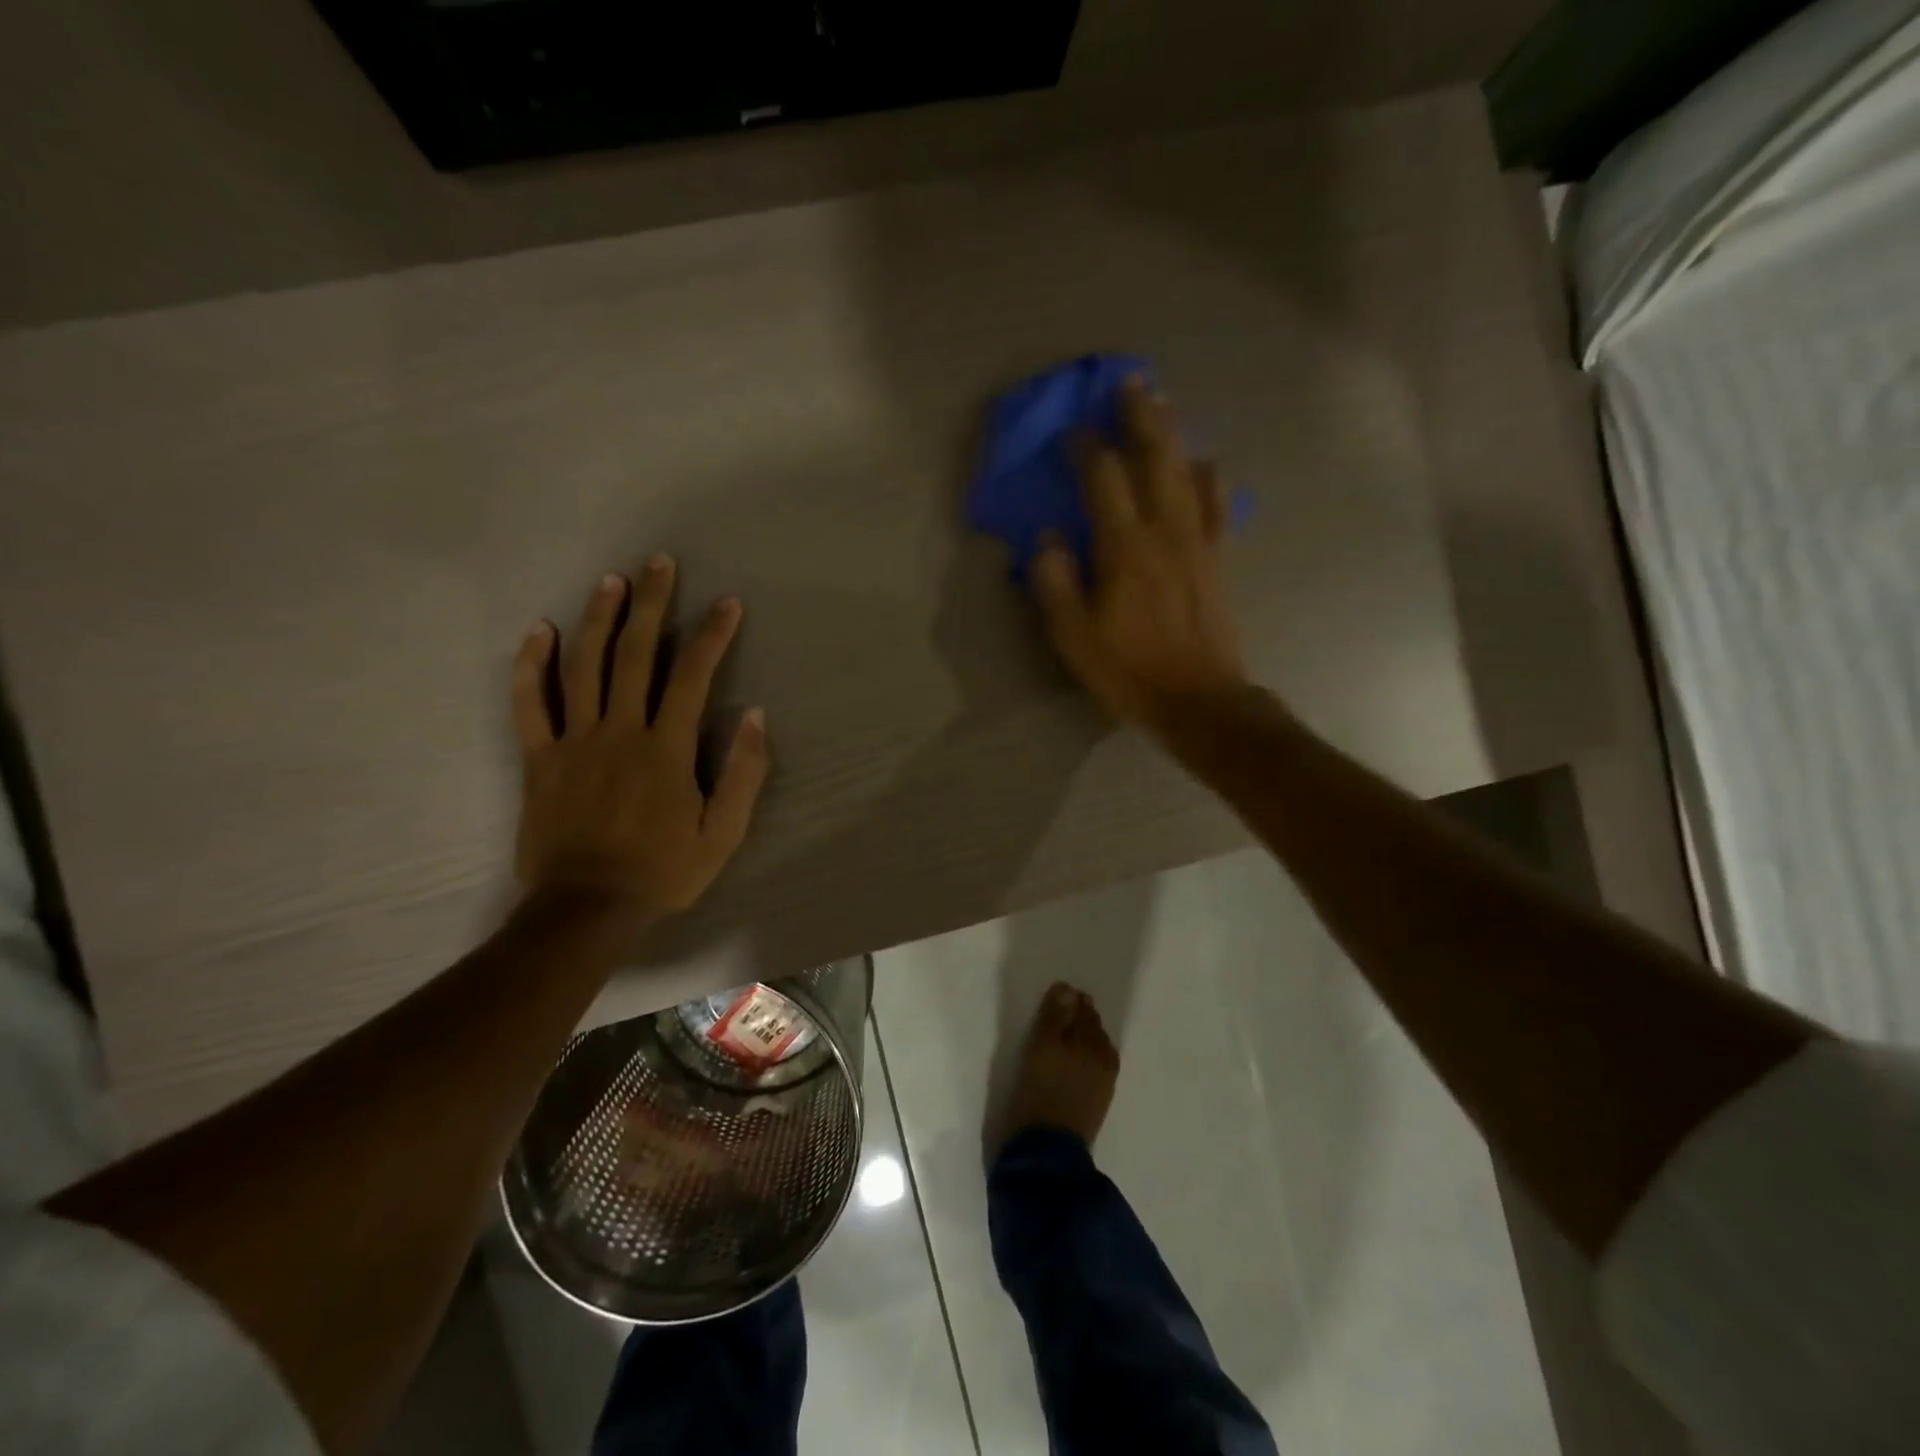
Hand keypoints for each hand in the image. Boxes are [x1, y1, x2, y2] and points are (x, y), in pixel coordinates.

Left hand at [512, 559, 769, 918]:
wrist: (586, 908)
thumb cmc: (663, 871)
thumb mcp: (724, 833)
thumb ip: (744, 773)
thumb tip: (756, 715)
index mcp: (666, 748)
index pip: (693, 676)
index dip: (712, 635)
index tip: (727, 603)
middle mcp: (620, 731)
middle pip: (635, 654)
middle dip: (651, 604)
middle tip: (659, 563)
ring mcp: (574, 742)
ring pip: (583, 666)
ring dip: (598, 618)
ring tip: (611, 581)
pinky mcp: (539, 758)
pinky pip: (529, 704)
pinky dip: (531, 665)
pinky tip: (540, 631)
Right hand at [1030, 377, 1246, 732]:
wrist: (1200, 700)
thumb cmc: (1129, 671)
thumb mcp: (1074, 637)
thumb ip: (1055, 583)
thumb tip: (1047, 539)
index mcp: (1124, 548)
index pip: (1103, 479)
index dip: (1087, 449)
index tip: (1073, 430)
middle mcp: (1165, 532)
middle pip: (1155, 459)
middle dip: (1140, 418)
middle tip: (1131, 383)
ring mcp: (1197, 543)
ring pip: (1187, 473)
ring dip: (1173, 435)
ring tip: (1164, 405)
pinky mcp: (1216, 559)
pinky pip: (1216, 505)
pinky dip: (1210, 478)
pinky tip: (1207, 462)